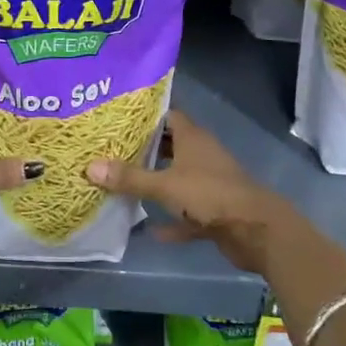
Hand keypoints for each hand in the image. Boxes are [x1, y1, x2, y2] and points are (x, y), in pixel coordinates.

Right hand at [87, 111, 307, 275]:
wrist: (256, 230)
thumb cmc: (209, 194)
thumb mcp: (164, 185)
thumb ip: (129, 178)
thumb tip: (89, 167)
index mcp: (193, 138)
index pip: (168, 116)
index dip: (146, 115)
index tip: (119, 117)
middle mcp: (202, 155)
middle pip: (171, 146)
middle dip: (146, 149)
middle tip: (113, 149)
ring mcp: (210, 183)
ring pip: (179, 179)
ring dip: (158, 184)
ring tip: (124, 184)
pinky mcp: (215, 211)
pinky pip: (187, 213)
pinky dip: (172, 220)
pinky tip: (151, 229)